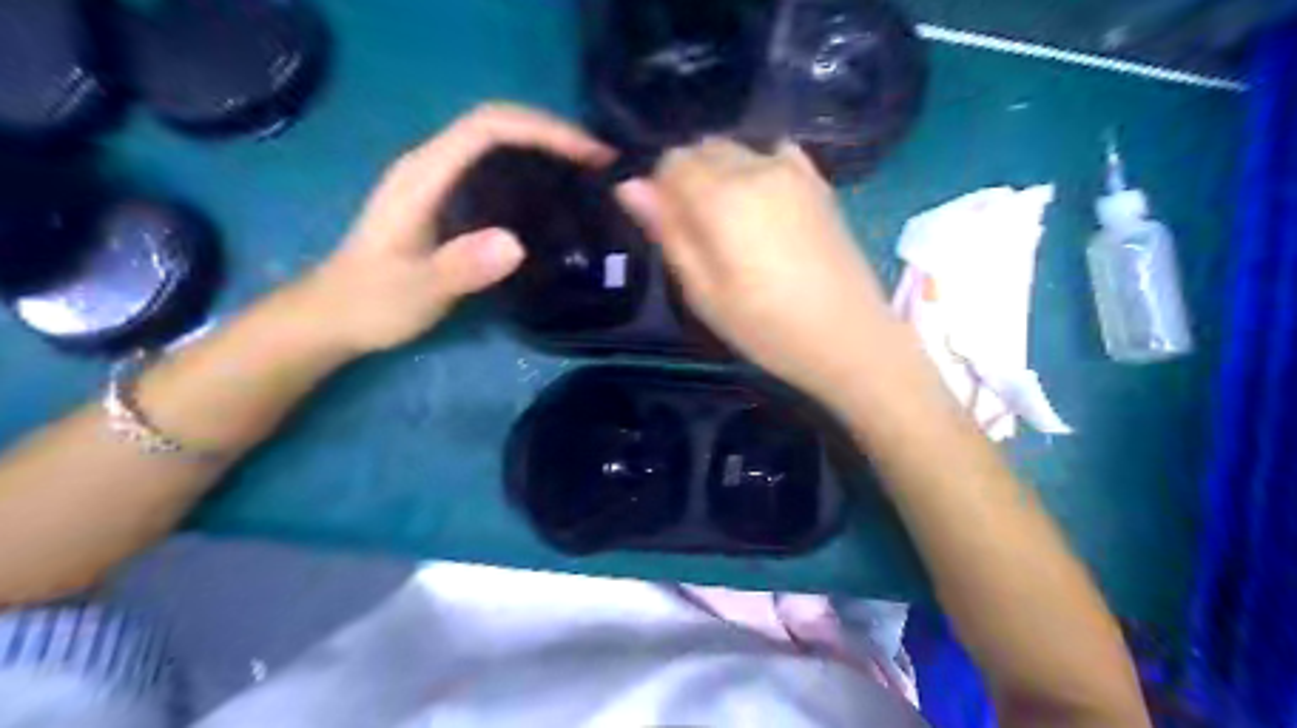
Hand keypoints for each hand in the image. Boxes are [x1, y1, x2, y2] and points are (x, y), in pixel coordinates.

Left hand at [296, 102, 616, 353]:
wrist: (336, 315)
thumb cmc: (373, 303)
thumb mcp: (417, 291)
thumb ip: (460, 268)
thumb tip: (517, 245)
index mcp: (424, 174)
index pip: (489, 127)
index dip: (542, 130)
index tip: (588, 155)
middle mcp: (432, 165)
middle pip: (498, 124)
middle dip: (552, 134)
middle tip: (600, 164)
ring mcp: (438, 181)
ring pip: (498, 144)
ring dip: (545, 148)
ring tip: (588, 176)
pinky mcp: (446, 200)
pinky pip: (495, 168)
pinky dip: (531, 170)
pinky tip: (553, 197)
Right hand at [614, 140, 893, 401]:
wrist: (846, 335)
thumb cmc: (765, 326)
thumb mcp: (703, 291)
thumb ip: (669, 231)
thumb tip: (629, 185)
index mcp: (721, 197)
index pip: (671, 162)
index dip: (662, 190)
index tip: (672, 228)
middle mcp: (756, 167)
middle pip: (704, 148)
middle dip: (691, 179)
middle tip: (702, 234)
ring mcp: (793, 170)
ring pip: (738, 149)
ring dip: (723, 174)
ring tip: (735, 226)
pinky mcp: (818, 182)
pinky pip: (775, 154)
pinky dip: (758, 169)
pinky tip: (765, 207)